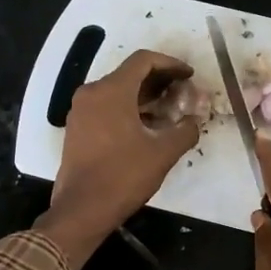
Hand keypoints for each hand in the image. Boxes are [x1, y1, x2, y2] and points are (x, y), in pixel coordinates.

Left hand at [37, 50, 200, 269]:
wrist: (82, 209)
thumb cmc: (123, 176)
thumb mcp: (163, 153)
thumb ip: (185, 131)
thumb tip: (193, 121)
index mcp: (112, 91)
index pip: (143, 60)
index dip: (170, 64)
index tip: (189, 75)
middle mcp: (92, 93)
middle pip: (129, 74)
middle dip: (159, 81)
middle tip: (182, 93)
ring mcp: (80, 111)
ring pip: (117, 91)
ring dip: (144, 96)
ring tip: (169, 111)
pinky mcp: (77, 128)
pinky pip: (106, 107)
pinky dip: (128, 109)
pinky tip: (146, 127)